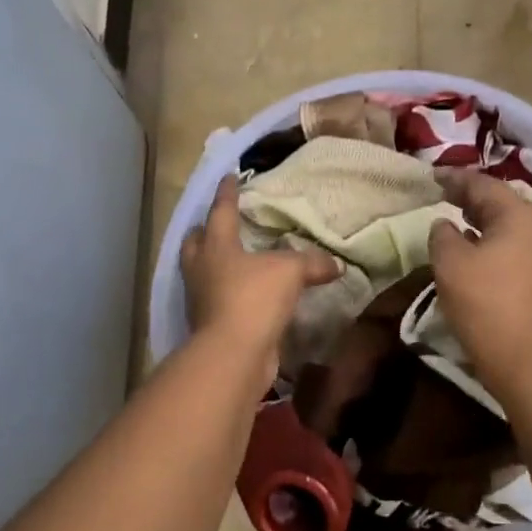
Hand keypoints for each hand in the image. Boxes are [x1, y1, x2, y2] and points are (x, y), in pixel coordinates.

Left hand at [180, 175, 337, 369]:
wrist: (234, 354)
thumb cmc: (254, 298)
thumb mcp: (290, 272)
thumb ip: (312, 263)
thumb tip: (336, 264)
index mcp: (216, 246)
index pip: (220, 212)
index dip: (227, 193)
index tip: (228, 177)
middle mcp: (201, 269)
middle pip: (196, 243)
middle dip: (204, 231)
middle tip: (215, 224)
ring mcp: (201, 299)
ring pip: (202, 272)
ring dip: (213, 264)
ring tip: (232, 259)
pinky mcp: (209, 325)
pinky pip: (217, 300)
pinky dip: (229, 293)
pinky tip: (246, 294)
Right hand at [427, 169, 531, 395]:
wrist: (527, 358)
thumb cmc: (485, 302)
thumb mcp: (451, 263)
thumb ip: (442, 235)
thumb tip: (444, 224)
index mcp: (519, 215)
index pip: (483, 184)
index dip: (455, 179)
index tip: (431, 176)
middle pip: (501, 202)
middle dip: (471, 197)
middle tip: (443, 194)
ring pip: (509, 225)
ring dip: (482, 220)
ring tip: (456, 218)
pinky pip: (513, 246)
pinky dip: (491, 240)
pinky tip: (474, 250)